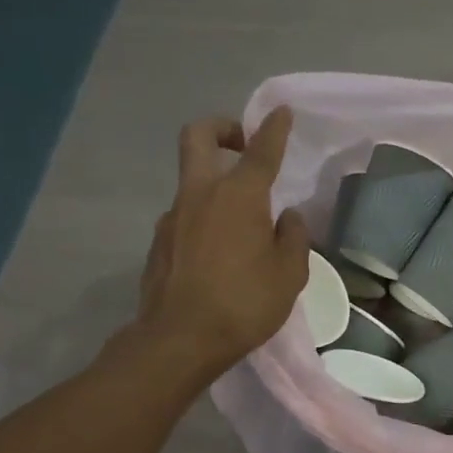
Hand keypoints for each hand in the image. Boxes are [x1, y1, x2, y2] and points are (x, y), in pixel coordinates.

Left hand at [128, 107, 309, 382]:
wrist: (179, 340)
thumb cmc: (245, 303)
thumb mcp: (290, 274)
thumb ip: (293, 237)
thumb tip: (286, 218)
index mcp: (239, 197)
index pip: (260, 151)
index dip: (274, 128)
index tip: (281, 111)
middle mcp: (200, 195)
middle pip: (198, 137)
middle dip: (222, 128)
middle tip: (243, 143)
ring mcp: (173, 216)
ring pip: (192, 180)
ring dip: (215, 183)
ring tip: (243, 223)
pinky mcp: (159, 241)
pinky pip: (186, 215)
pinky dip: (205, 218)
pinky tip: (221, 253)